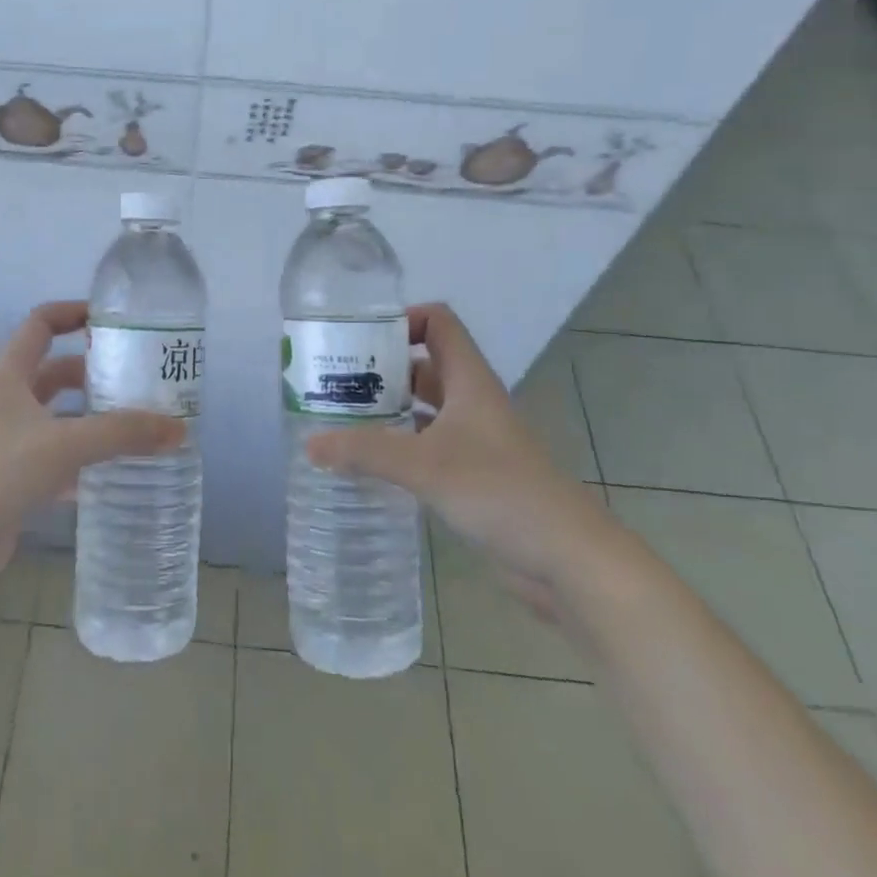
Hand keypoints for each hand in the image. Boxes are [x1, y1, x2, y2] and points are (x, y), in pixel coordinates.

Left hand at [0, 301, 185, 600]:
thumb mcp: (62, 445)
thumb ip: (121, 434)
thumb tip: (179, 429)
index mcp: (8, 376)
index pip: (41, 324)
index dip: (74, 313)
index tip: (114, 320)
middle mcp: (6, 403)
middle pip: (55, 374)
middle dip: (95, 375)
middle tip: (140, 382)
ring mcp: (5, 444)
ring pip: (58, 421)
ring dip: (92, 423)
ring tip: (139, 428)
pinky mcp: (10, 482)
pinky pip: (55, 463)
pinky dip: (82, 466)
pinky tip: (115, 477)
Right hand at [305, 303, 620, 619]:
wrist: (567, 558)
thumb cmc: (500, 491)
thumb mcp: (425, 465)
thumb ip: (365, 452)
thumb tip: (309, 444)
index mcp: (468, 380)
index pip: (437, 322)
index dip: (401, 318)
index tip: (358, 338)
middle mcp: (471, 401)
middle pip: (422, 364)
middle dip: (379, 368)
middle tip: (333, 381)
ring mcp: (473, 439)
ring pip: (423, 407)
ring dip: (386, 409)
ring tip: (339, 418)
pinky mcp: (472, 474)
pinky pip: (427, 445)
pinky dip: (398, 446)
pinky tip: (367, 461)